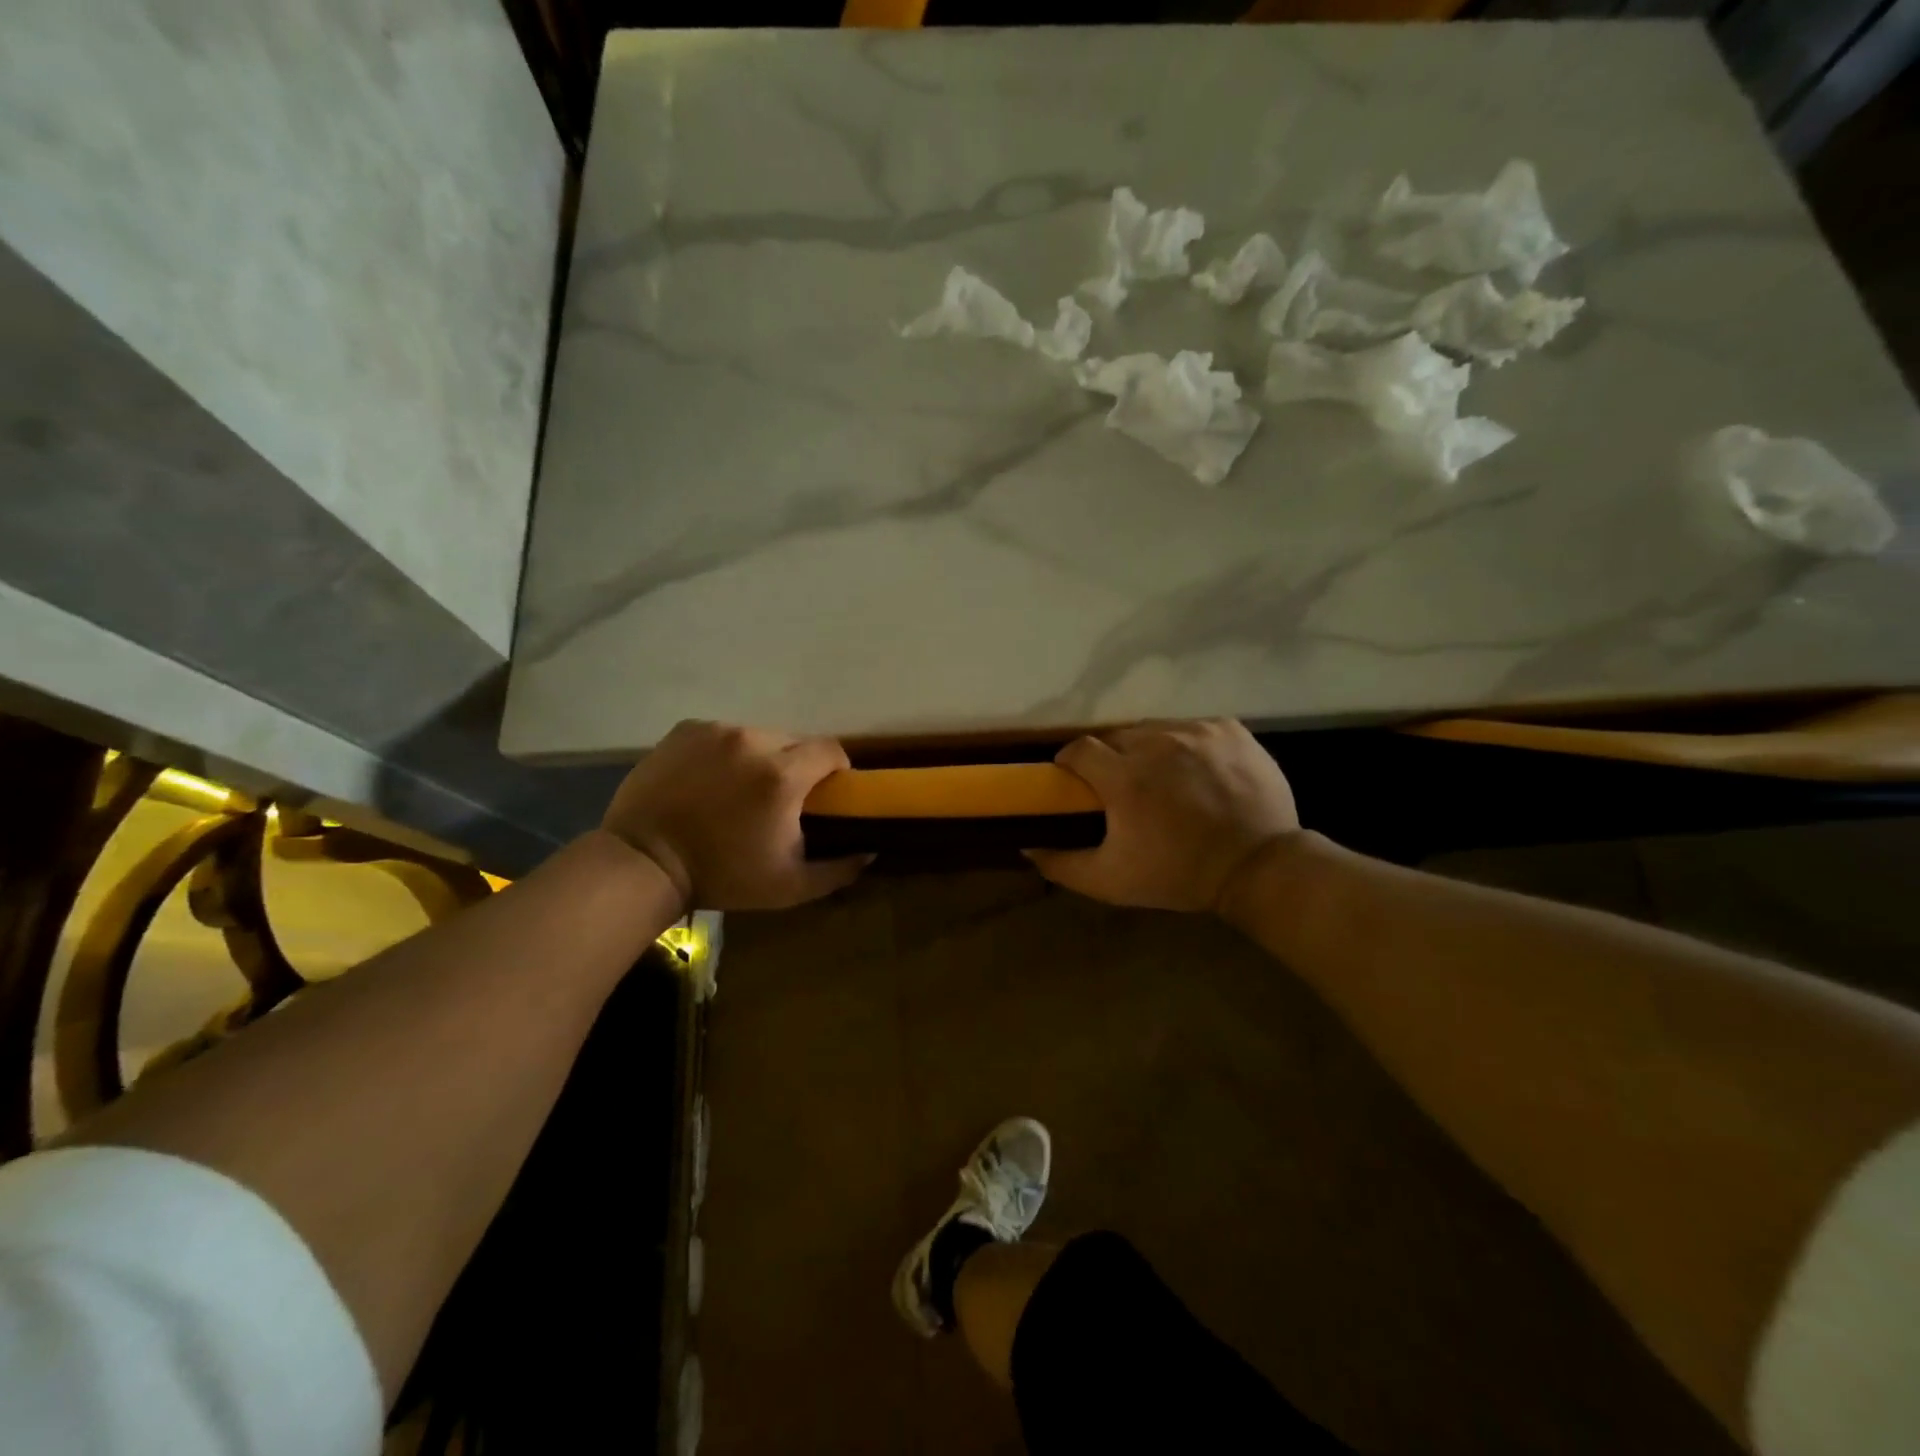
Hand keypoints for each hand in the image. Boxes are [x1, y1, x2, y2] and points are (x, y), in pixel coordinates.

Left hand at [601, 720, 869, 910]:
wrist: (643, 862)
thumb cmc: (722, 876)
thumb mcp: (789, 886)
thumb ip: (839, 869)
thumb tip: (870, 850)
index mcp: (783, 775)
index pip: (831, 750)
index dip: (835, 769)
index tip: (826, 792)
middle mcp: (753, 741)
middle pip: (795, 742)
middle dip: (796, 766)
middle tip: (780, 799)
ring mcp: (716, 731)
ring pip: (759, 736)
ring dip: (760, 758)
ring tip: (740, 790)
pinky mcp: (686, 729)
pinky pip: (724, 734)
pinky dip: (726, 752)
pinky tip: (710, 781)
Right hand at [1026, 719, 1298, 911]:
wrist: (1259, 868)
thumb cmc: (1179, 875)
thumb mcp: (1111, 882)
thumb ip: (1061, 865)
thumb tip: (1027, 844)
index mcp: (1124, 777)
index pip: (1078, 749)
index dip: (1071, 763)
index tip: (1076, 781)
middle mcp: (1156, 743)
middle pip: (1116, 738)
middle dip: (1112, 760)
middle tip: (1123, 789)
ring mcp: (1196, 732)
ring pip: (1154, 730)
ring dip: (1149, 750)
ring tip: (1163, 779)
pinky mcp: (1228, 729)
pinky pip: (1192, 727)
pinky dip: (1187, 745)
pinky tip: (1196, 771)